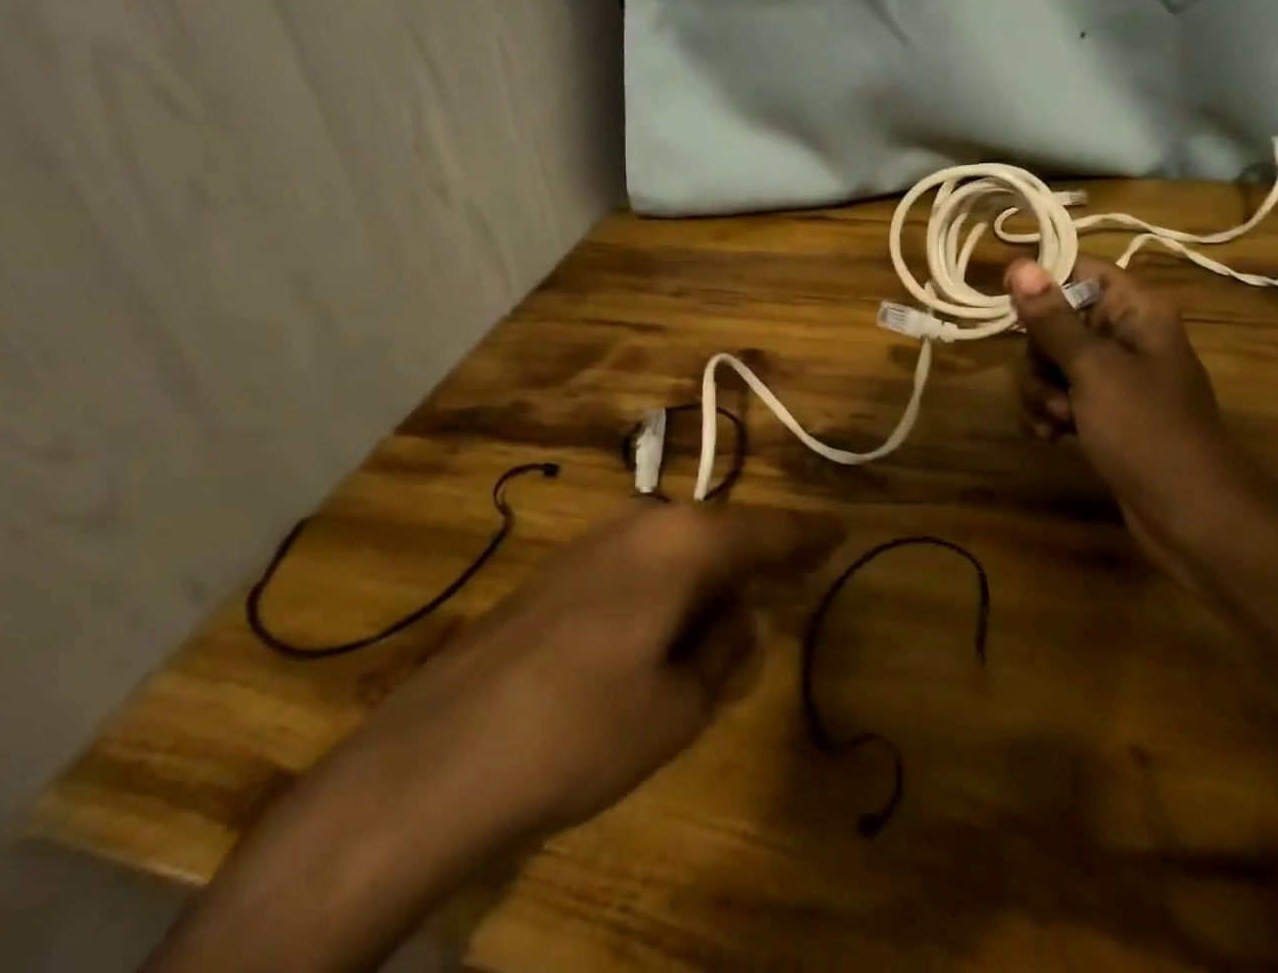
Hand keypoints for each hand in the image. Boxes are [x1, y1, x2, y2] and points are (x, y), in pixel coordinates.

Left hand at [338, 501, 844, 842]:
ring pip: (678, 548)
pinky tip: (666, 629)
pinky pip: (641, 565)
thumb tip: (746, 616)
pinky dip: (670, 587)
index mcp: (685, 543)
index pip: (767, 531)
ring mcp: (596, 543)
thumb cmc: (580, 728)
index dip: (807, 535)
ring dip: (710, 577)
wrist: (438, 754)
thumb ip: (725, 651)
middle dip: (755, 560)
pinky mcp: (561, 571)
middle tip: (791, 582)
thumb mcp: (678, 706)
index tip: (839, 531)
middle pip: (721, 533)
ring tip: (730, 616)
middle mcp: (644, 523)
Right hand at [1007, 255, 1237, 562]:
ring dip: (1040, 391)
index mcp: (1135, 310)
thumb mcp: (1094, 369)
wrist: (1191, 516)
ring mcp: (1113, 378)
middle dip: (1039, 356)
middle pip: (1056, 321)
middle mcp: (1124, 336)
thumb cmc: (1147, 430)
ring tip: (1056, 422)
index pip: (1079, 270)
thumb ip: (1052, 319)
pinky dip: (1048, 414)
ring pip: (1051, 363)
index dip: (1042, 282)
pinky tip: (1049, 438)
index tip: (1010, 306)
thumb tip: (1019, 264)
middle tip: (1052, 386)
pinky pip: (1059, 397)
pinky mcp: (1103, 414)